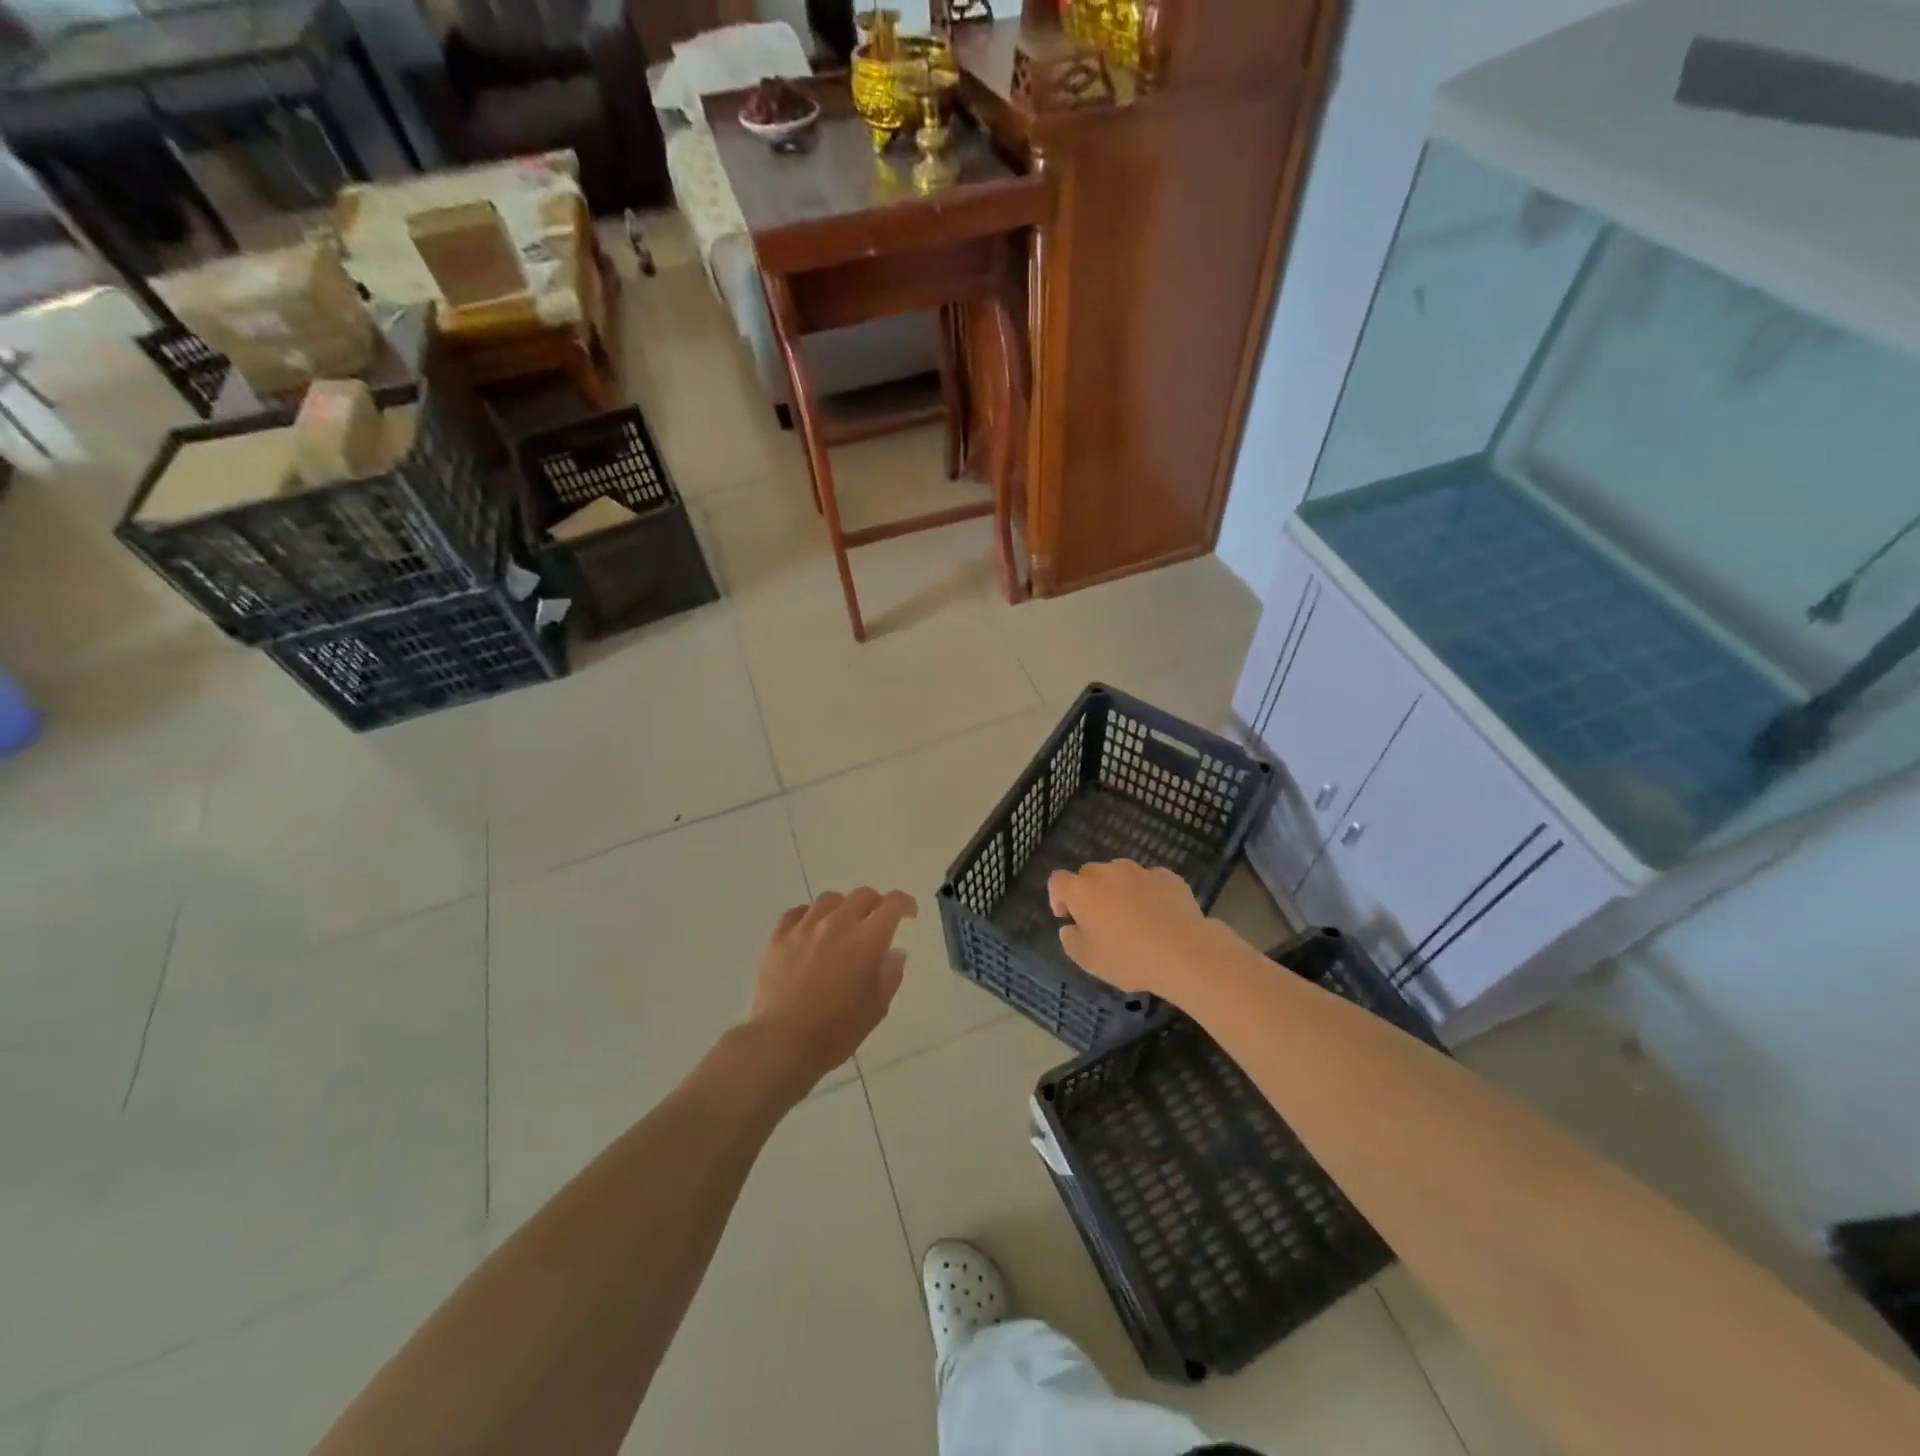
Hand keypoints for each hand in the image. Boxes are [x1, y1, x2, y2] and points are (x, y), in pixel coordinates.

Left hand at [746, 888, 915, 1091]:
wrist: (783, 1042)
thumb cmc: (838, 1030)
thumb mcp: (877, 1007)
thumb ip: (890, 974)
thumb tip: (895, 951)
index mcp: (867, 939)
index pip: (893, 904)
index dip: (905, 904)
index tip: (909, 914)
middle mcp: (838, 923)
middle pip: (862, 894)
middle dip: (876, 904)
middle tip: (877, 921)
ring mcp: (805, 927)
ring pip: (829, 899)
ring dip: (842, 907)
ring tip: (842, 925)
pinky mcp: (779, 937)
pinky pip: (797, 912)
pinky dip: (810, 916)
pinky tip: (811, 930)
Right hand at [1047, 860, 1221, 999]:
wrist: (1183, 951)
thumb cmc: (1128, 958)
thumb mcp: (1088, 960)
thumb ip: (1071, 940)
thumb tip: (1070, 927)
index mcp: (1081, 890)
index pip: (1057, 881)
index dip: (1057, 897)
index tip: (1067, 916)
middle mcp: (1107, 872)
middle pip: (1088, 874)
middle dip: (1089, 892)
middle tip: (1100, 920)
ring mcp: (1139, 871)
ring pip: (1120, 874)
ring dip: (1119, 890)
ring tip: (1133, 917)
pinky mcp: (1167, 876)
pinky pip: (1149, 881)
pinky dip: (1148, 893)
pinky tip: (1159, 915)